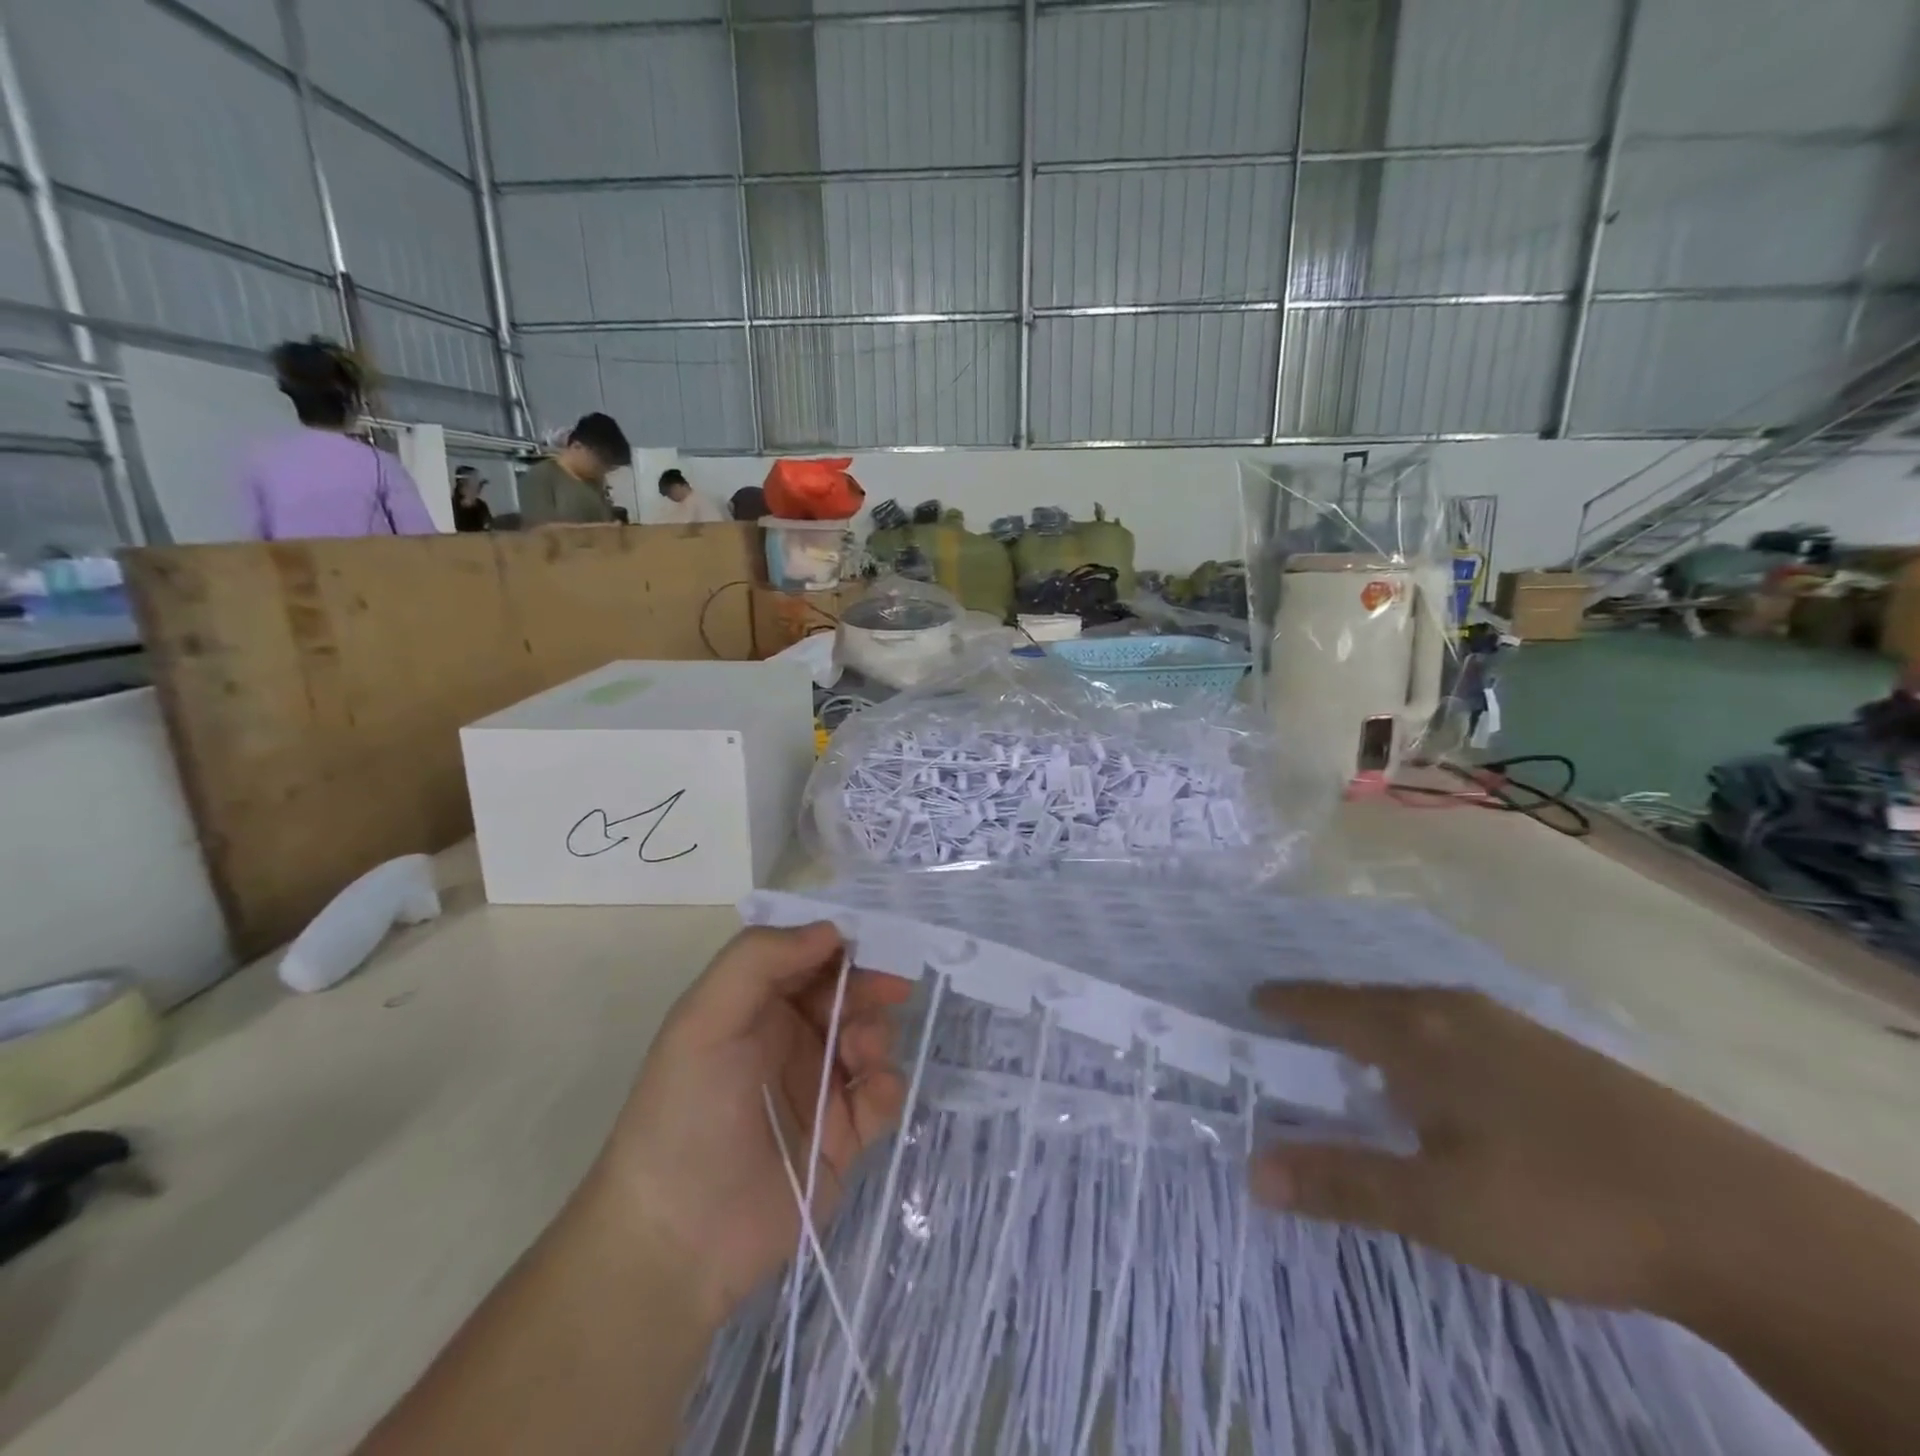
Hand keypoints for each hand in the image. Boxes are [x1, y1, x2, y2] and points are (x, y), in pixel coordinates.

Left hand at [599, 924, 909, 1329]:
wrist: (678, 1239)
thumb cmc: (686, 1112)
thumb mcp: (704, 1020)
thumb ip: (760, 959)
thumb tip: (831, 929)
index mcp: (754, 1007)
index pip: (806, 958)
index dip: (838, 946)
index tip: (868, 944)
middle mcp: (788, 1039)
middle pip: (845, 994)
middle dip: (869, 986)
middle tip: (891, 990)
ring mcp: (818, 1087)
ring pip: (869, 1038)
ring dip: (877, 1033)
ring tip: (861, 1053)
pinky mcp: (843, 1136)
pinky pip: (882, 1095)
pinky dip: (888, 1085)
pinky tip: (874, 1092)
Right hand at [1248, 984, 1768, 1314]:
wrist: (1732, 1218)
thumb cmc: (1557, 1203)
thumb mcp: (1436, 1207)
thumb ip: (1341, 1182)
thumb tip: (1252, 1170)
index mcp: (1415, 1035)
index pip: (1328, 1005)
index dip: (1286, 1002)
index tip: (1253, 1000)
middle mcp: (1454, 1012)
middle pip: (1369, 999)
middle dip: (1326, 1010)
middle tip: (1294, 1027)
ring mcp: (1510, 1027)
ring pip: (1418, 1009)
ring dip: (1377, 1022)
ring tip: (1358, 1050)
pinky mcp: (1553, 1051)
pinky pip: (1459, 1024)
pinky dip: (1424, 1036)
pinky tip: (1445, 1074)